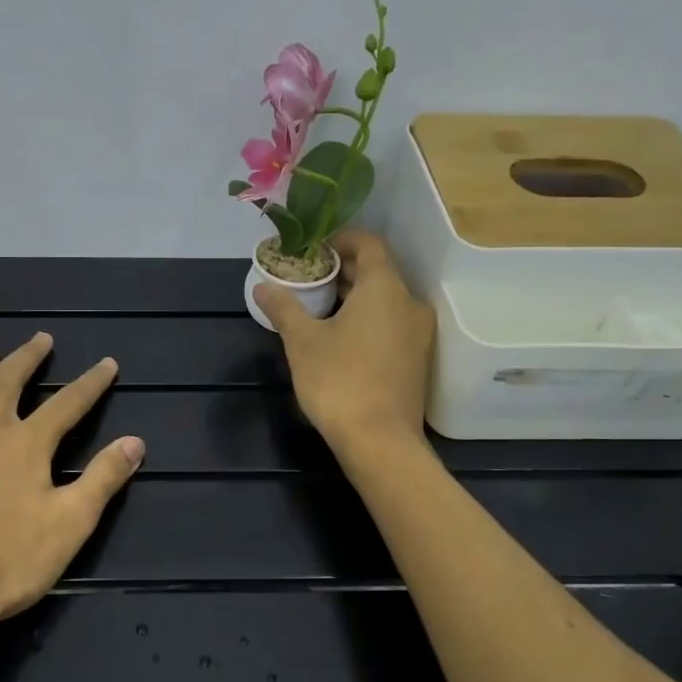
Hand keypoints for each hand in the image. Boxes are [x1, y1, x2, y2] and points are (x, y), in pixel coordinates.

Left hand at [0, 334, 144, 638]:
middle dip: (28, 359)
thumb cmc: (8, 563)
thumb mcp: (70, 524)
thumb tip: (136, 442)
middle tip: (40, 339)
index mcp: (27, 445)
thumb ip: (103, 479)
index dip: (91, 383)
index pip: (68, 404)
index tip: (106, 363)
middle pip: (8, 383)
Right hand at [255, 230, 433, 453]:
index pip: (369, 244)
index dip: (341, 240)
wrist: (380, 441)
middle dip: (343, 270)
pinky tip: (339, 336)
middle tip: (308, 277)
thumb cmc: (339, 380)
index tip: (314, 248)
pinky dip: (368, 319)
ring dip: (355, 296)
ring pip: (385, 300)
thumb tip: (263, 287)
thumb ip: (283, 308)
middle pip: (378, 272)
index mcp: (385, 288)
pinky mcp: (417, 359)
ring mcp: (418, 333)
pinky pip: (391, 324)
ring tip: (319, 306)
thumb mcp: (302, 341)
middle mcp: (409, 303)